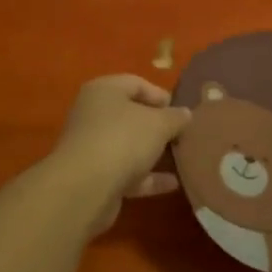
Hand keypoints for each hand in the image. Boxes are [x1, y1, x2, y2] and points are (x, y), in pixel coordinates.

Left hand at [49, 75, 193, 235]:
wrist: (86, 188)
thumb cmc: (123, 139)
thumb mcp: (159, 123)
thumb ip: (175, 117)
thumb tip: (185, 113)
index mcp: (104, 91)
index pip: (135, 83)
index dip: (160, 95)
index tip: (181, 111)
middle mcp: (93, 115)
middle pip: (130, 115)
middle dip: (158, 126)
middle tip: (183, 134)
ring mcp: (93, 147)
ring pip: (128, 145)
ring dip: (153, 152)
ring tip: (182, 157)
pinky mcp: (95, 177)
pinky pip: (127, 172)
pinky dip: (148, 177)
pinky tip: (173, 183)